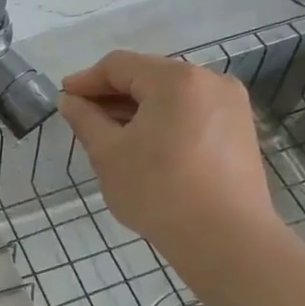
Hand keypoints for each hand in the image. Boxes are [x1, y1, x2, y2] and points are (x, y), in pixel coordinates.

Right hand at [57, 49, 276, 250]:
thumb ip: (85, 119)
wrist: (225, 240)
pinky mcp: (240, 130)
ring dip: (137, 108)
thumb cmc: (158, 190)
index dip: (86, 80)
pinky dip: (163, 120)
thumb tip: (70, 101)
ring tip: (110, 133)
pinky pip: (191, 112)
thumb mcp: (108, 153)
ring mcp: (231, 106)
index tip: (64, 98)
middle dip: (112, 94)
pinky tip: (145, 144)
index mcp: (176, 80)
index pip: (119, 65)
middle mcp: (210, 81)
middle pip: (148, 75)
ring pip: (171, 94)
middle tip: (83, 117)